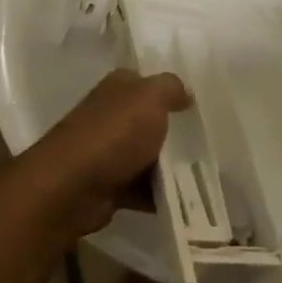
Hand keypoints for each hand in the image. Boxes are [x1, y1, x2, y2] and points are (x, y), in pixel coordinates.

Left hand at [15, 70, 189, 241]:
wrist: (72, 186)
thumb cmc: (114, 133)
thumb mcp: (151, 97)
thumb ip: (171, 88)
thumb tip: (186, 92)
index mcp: (117, 87)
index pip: (146, 81)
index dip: (170, 91)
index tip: (199, 104)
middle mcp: (109, 115)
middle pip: (148, 121)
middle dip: (173, 132)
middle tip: (208, 142)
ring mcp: (107, 151)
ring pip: (146, 156)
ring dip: (168, 168)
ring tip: (202, 174)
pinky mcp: (108, 185)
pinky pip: (141, 188)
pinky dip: (158, 196)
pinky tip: (185, 201)